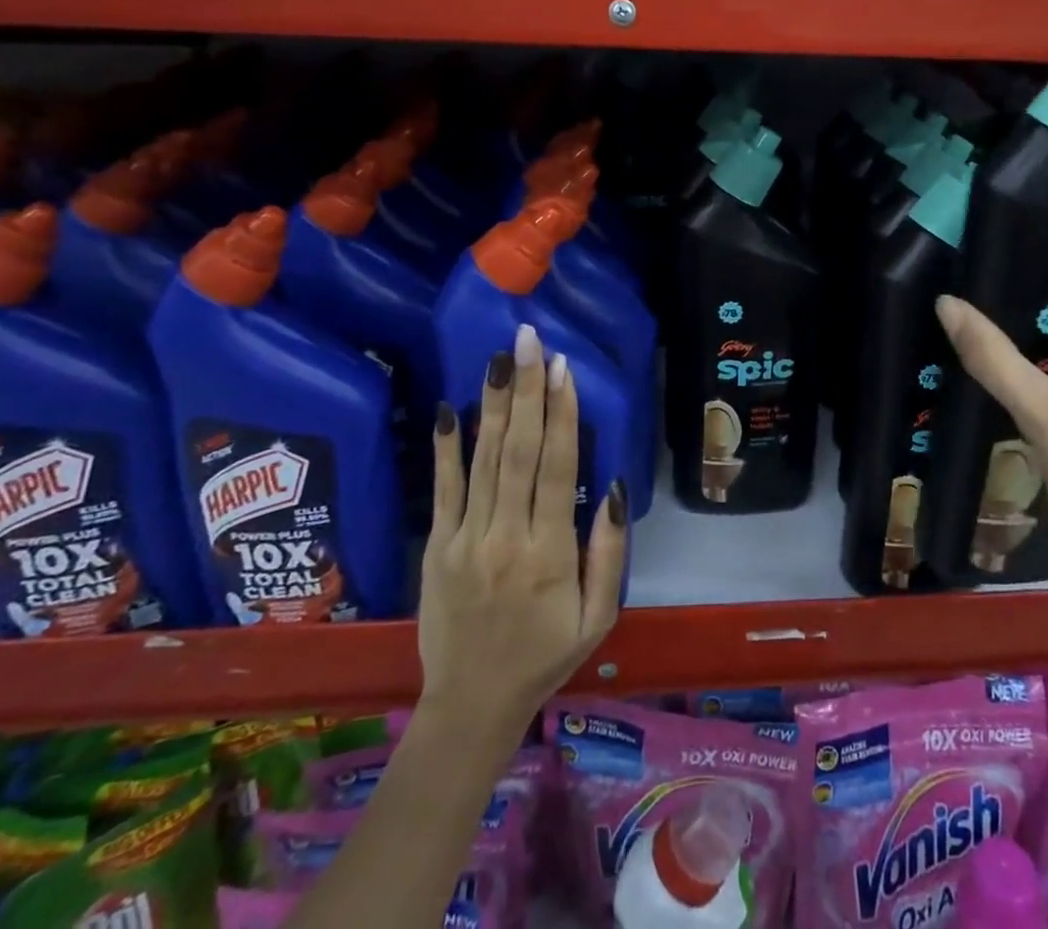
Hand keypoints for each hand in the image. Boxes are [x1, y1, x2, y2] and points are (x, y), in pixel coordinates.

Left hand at [420, 324, 628, 736]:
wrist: (472, 705)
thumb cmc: (546, 655)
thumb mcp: (599, 616)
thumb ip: (608, 552)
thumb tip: (611, 486)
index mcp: (549, 554)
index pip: (555, 468)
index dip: (561, 415)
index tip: (562, 369)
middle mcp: (505, 537)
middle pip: (517, 452)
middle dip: (525, 391)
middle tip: (529, 342)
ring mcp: (465, 540)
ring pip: (483, 461)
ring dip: (493, 406)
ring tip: (499, 359)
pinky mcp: (437, 547)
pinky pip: (443, 490)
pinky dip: (446, 448)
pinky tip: (451, 409)